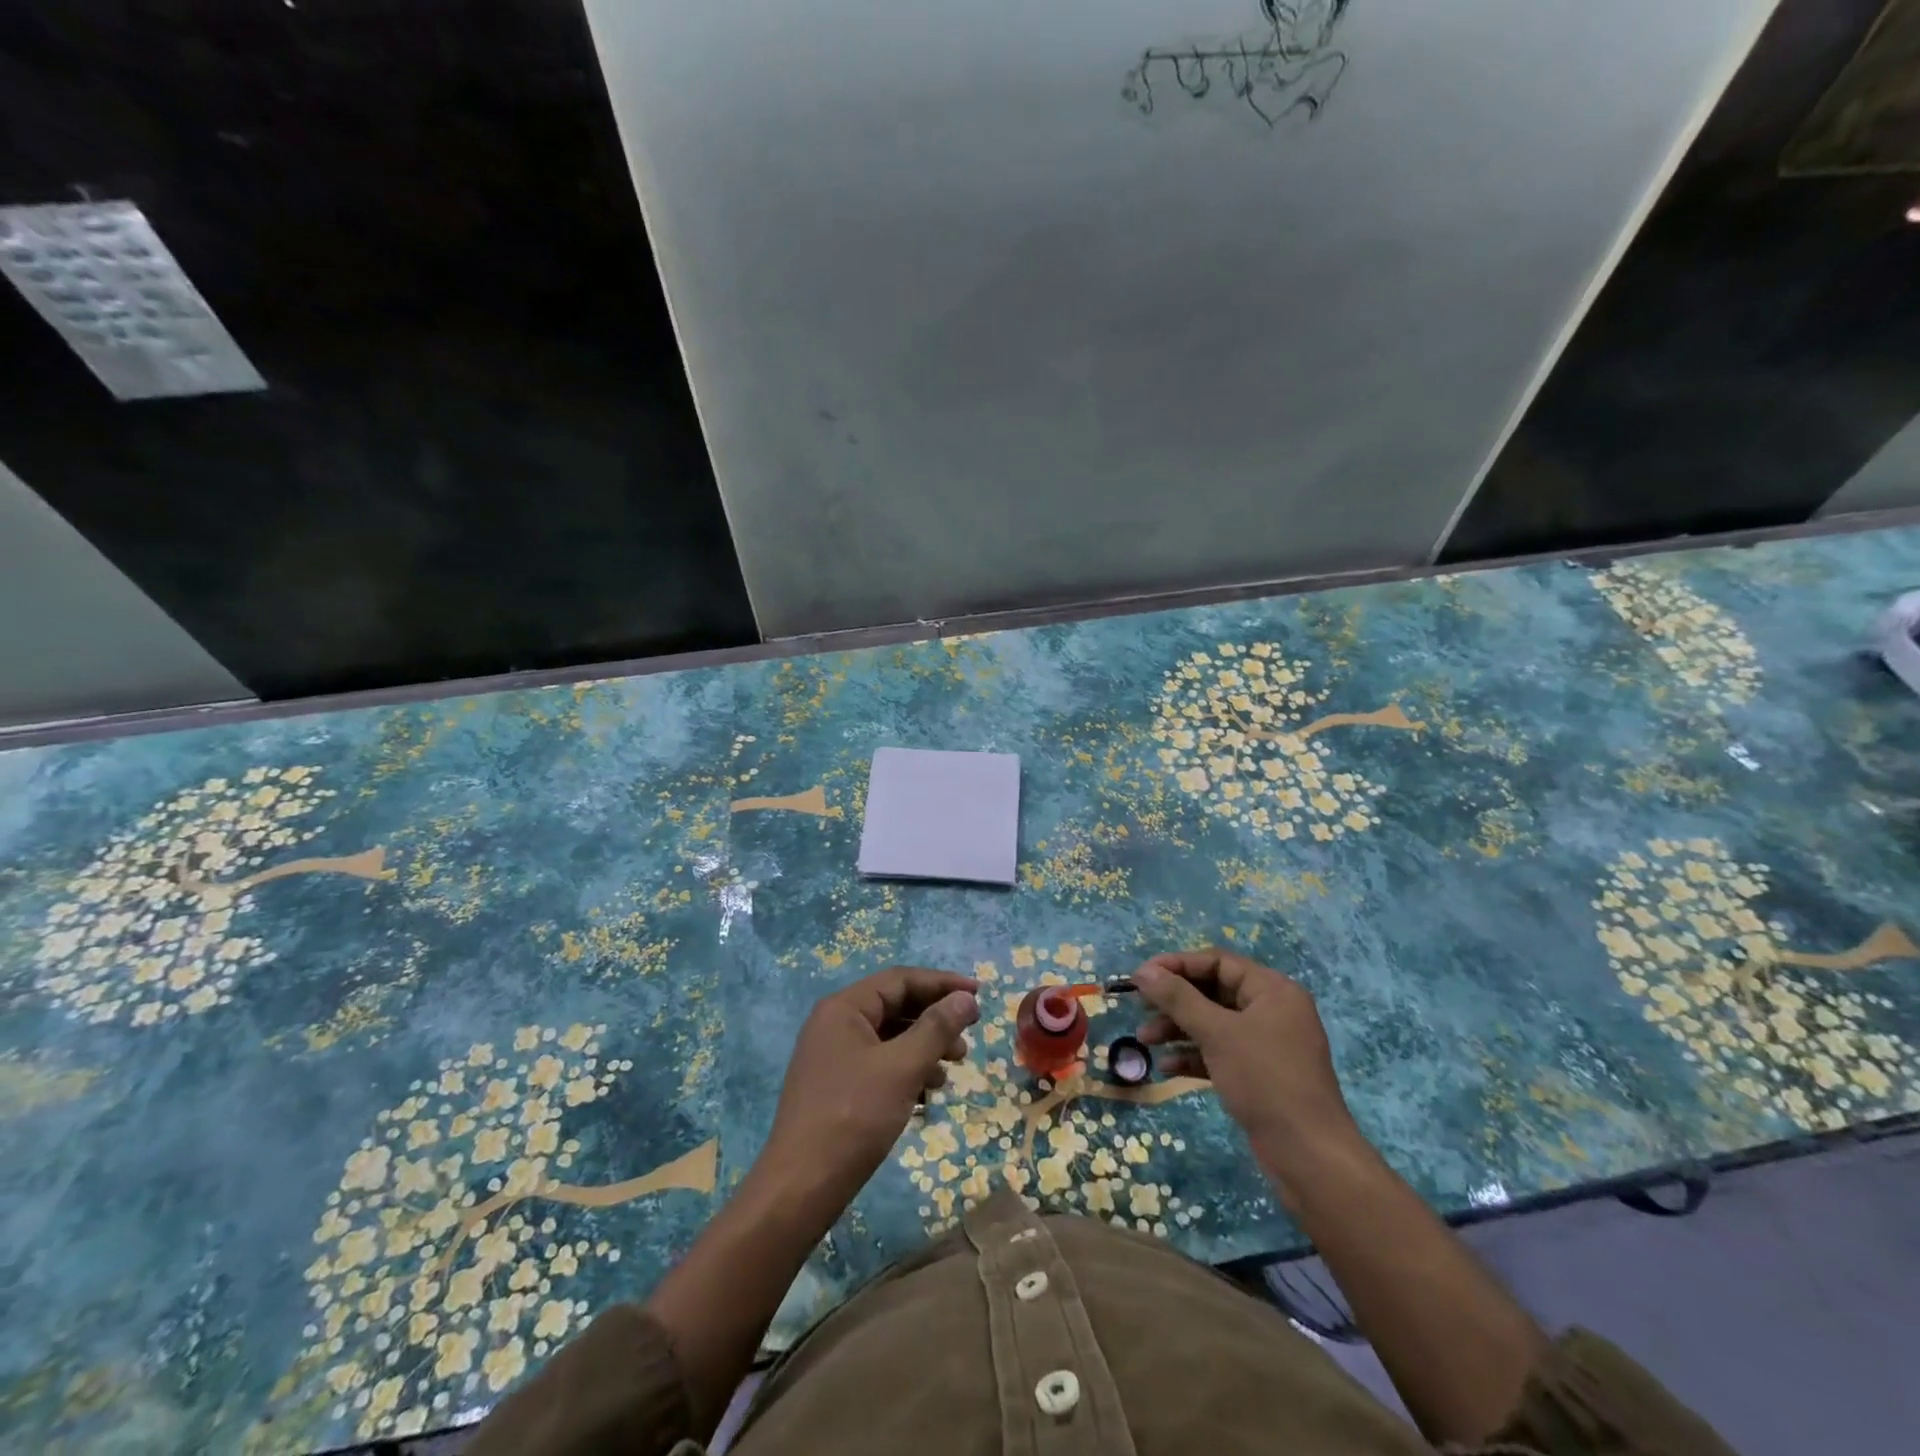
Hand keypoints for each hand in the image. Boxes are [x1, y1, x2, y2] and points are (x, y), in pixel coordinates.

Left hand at [760, 966, 979, 1208]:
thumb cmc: (854, 1116)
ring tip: (952, 1068)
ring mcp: (832, 1056)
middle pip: (895, 1006)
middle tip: (968, 1039)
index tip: (979, 995)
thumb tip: (966, 998)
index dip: (942, 984)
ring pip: (889, 1038)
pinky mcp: (835, 1086)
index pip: (900, 980)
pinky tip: (927, 1094)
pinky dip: (907, 1070)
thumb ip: (936, 1028)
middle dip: (935, 1020)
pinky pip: (879, 1064)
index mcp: (843, 1008)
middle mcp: (834, 1024)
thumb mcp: (902, 1067)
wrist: (801, 1188)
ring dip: (924, 1047)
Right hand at [1133, 948, 1357, 1181]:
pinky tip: (1166, 1067)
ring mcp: (1266, 1044)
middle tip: (1140, 1007)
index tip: (1142, 976)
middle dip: (1174, 1001)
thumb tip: (1143, 971)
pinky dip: (1193, 1055)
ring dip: (1178, 1029)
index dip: (1177, 965)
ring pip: (1213, 1024)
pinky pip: (1220, 1052)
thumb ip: (1178, 998)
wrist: (1309, 1156)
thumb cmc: (1265, 1080)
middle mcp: (1271, 1010)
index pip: (1217, 962)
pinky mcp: (1259, 1074)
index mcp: (1272, 990)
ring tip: (1145, 1039)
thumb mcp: (1217, 1033)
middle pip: (1213, 992)